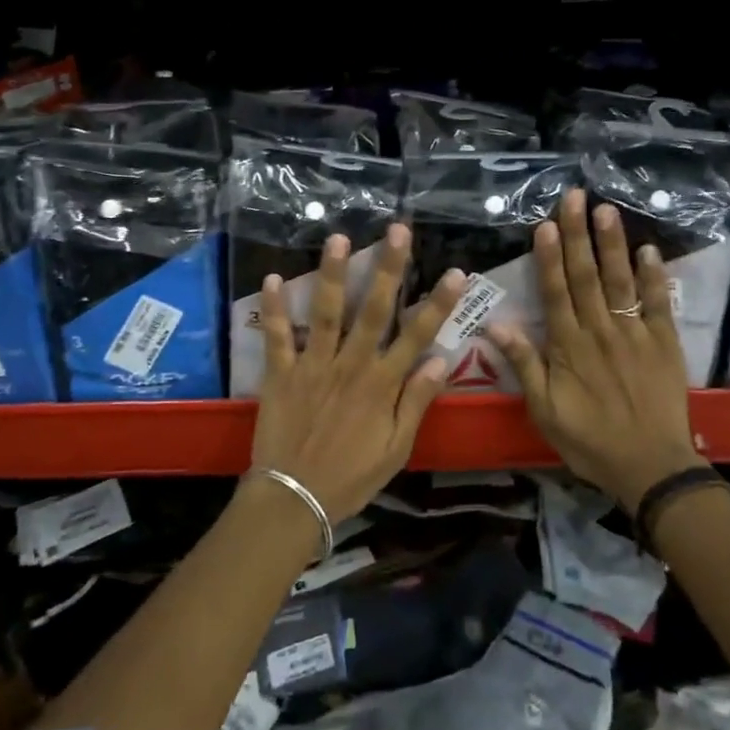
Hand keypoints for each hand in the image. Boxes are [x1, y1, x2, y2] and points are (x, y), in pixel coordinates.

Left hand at [250, 222, 467, 524]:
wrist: (293, 499)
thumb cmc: (350, 476)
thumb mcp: (396, 448)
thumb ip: (416, 401)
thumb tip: (441, 360)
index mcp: (382, 384)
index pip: (416, 335)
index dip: (438, 303)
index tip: (455, 272)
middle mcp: (351, 365)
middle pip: (373, 310)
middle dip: (388, 268)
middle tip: (397, 231)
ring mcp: (313, 365)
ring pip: (326, 312)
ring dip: (332, 274)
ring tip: (338, 239)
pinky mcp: (281, 373)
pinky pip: (277, 336)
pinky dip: (275, 308)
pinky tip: (273, 277)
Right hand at [487, 190, 701, 513]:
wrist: (650, 467)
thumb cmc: (590, 440)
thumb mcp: (544, 411)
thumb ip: (524, 365)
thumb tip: (496, 325)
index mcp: (569, 347)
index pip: (555, 292)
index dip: (548, 257)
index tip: (544, 224)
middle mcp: (600, 331)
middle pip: (586, 276)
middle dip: (578, 236)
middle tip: (575, 197)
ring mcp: (635, 334)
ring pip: (621, 281)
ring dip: (612, 244)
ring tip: (607, 210)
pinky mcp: (664, 343)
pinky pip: (658, 304)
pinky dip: (654, 277)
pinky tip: (649, 250)